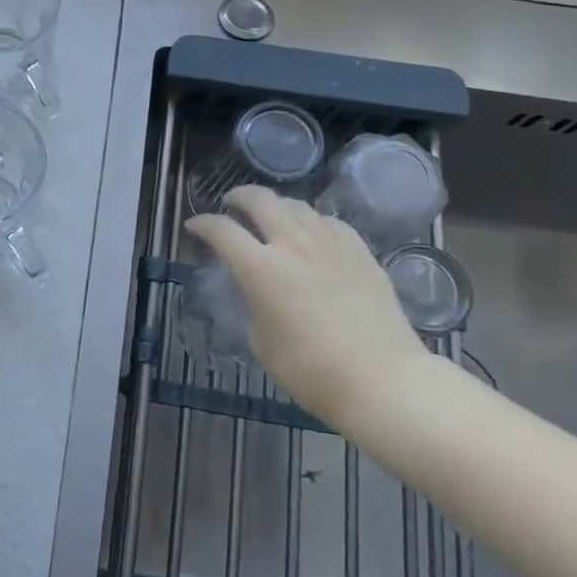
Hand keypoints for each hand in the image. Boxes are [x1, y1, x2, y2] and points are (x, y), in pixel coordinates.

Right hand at [185, 186, 427, 430]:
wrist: (382, 380)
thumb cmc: (311, 370)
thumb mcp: (262, 342)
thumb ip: (253, 307)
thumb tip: (257, 294)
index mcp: (260, 268)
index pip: (222, 231)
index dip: (203, 224)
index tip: (194, 226)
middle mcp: (293, 245)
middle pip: (262, 200)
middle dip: (240, 196)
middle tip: (232, 203)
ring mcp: (331, 245)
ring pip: (299, 206)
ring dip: (278, 206)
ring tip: (273, 216)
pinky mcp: (361, 253)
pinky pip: (331, 223)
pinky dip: (313, 221)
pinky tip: (314, 232)